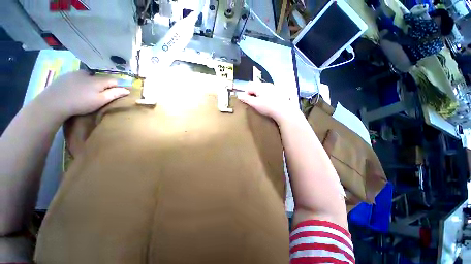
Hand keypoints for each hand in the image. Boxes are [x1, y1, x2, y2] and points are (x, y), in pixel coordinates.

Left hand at [39, 70, 129, 119]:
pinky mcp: (66, 76)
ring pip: (90, 76)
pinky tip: (78, 89)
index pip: (114, 80)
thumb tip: (127, 90)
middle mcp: (89, 74)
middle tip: (105, 93)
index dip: (120, 85)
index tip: (123, 91)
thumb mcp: (100, 101)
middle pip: (102, 78)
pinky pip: (79, 77)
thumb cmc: (80, 103)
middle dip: (106, 84)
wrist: (53, 102)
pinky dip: (82, 81)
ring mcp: (76, 73)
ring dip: (93, 82)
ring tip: (91, 91)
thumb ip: (114, 94)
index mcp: (98, 80)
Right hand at [237, 83, 300, 122]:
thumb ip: (246, 99)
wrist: (284, 111)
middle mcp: (266, 84)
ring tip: (260, 104)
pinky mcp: (278, 92)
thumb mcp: (255, 104)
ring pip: (262, 89)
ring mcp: (273, 87)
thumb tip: (239, 96)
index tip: (247, 102)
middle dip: (252, 94)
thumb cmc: (268, 107)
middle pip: (255, 87)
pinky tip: (268, 103)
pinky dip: (265, 96)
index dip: (245, 94)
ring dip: (259, 95)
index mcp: (260, 86)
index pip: (248, 87)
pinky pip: (268, 92)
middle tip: (253, 103)